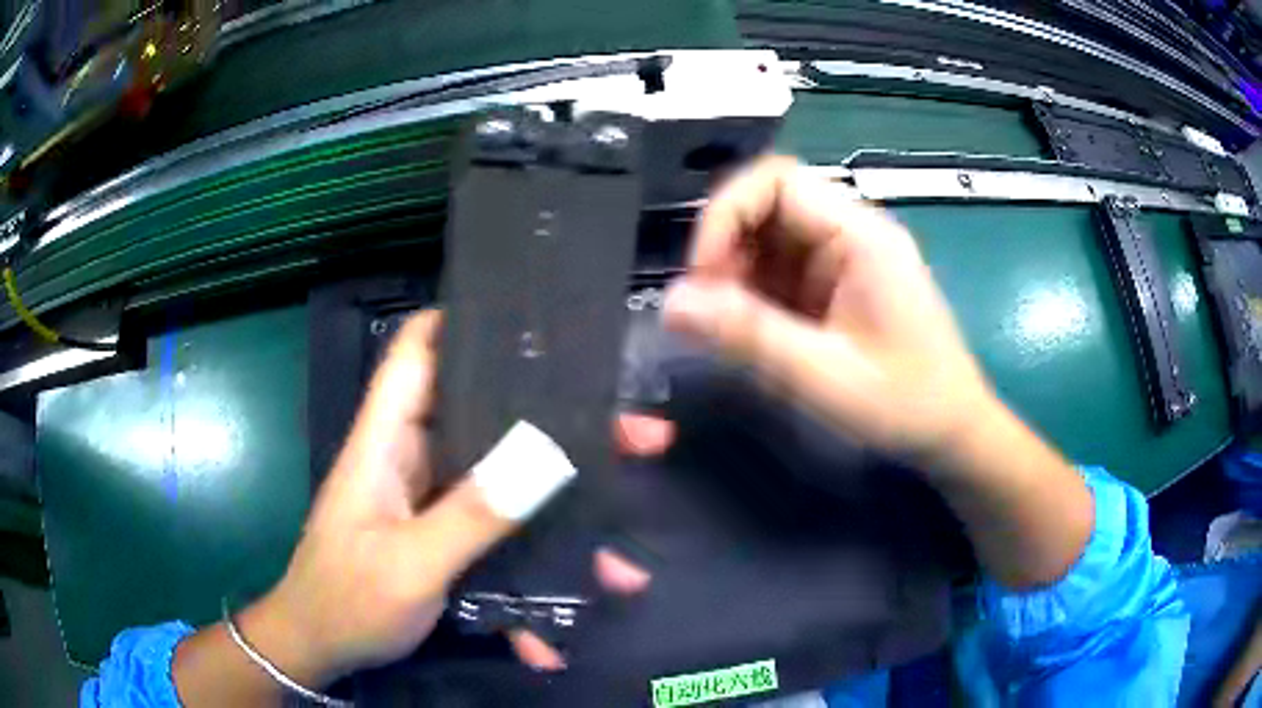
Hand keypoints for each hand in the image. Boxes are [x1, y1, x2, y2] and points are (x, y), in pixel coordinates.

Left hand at [230, 313, 654, 685]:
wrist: (319, 651)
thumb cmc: (346, 601)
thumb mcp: (409, 564)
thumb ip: (471, 515)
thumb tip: (546, 457)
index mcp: (387, 441)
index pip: (417, 349)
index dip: (465, 321)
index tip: (536, 322)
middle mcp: (413, 459)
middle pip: (489, 418)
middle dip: (561, 427)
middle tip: (636, 438)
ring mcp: (432, 502)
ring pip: (506, 485)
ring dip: (563, 517)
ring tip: (622, 559)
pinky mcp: (443, 539)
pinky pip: (500, 539)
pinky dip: (533, 574)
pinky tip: (563, 627)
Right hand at [643, 156, 1091, 590]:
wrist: (952, 430)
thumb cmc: (907, 404)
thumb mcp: (827, 377)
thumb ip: (751, 337)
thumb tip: (672, 302)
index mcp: (862, 235)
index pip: (778, 180)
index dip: (727, 214)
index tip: (704, 275)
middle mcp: (851, 231)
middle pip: (767, 203)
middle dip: (726, 247)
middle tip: (708, 307)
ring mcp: (843, 256)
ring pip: (766, 236)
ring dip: (734, 273)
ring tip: (726, 326)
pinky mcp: (834, 283)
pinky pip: (778, 267)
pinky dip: (751, 293)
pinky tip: (750, 331)